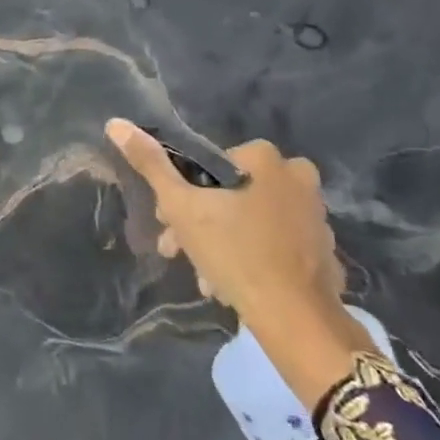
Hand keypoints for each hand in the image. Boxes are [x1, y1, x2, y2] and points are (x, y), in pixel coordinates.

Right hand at [105, 120, 370, 410]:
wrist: (294, 317)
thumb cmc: (233, 252)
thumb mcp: (181, 206)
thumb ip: (150, 164)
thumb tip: (116, 123)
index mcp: (265, 158)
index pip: (209, 166)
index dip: (181, 194)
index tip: (167, 222)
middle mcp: (297, 177)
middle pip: (231, 194)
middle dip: (200, 223)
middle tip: (180, 252)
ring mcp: (315, 214)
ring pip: (252, 220)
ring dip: (222, 243)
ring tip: (205, 278)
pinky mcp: (324, 248)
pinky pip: (276, 243)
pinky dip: (253, 256)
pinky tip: (233, 283)